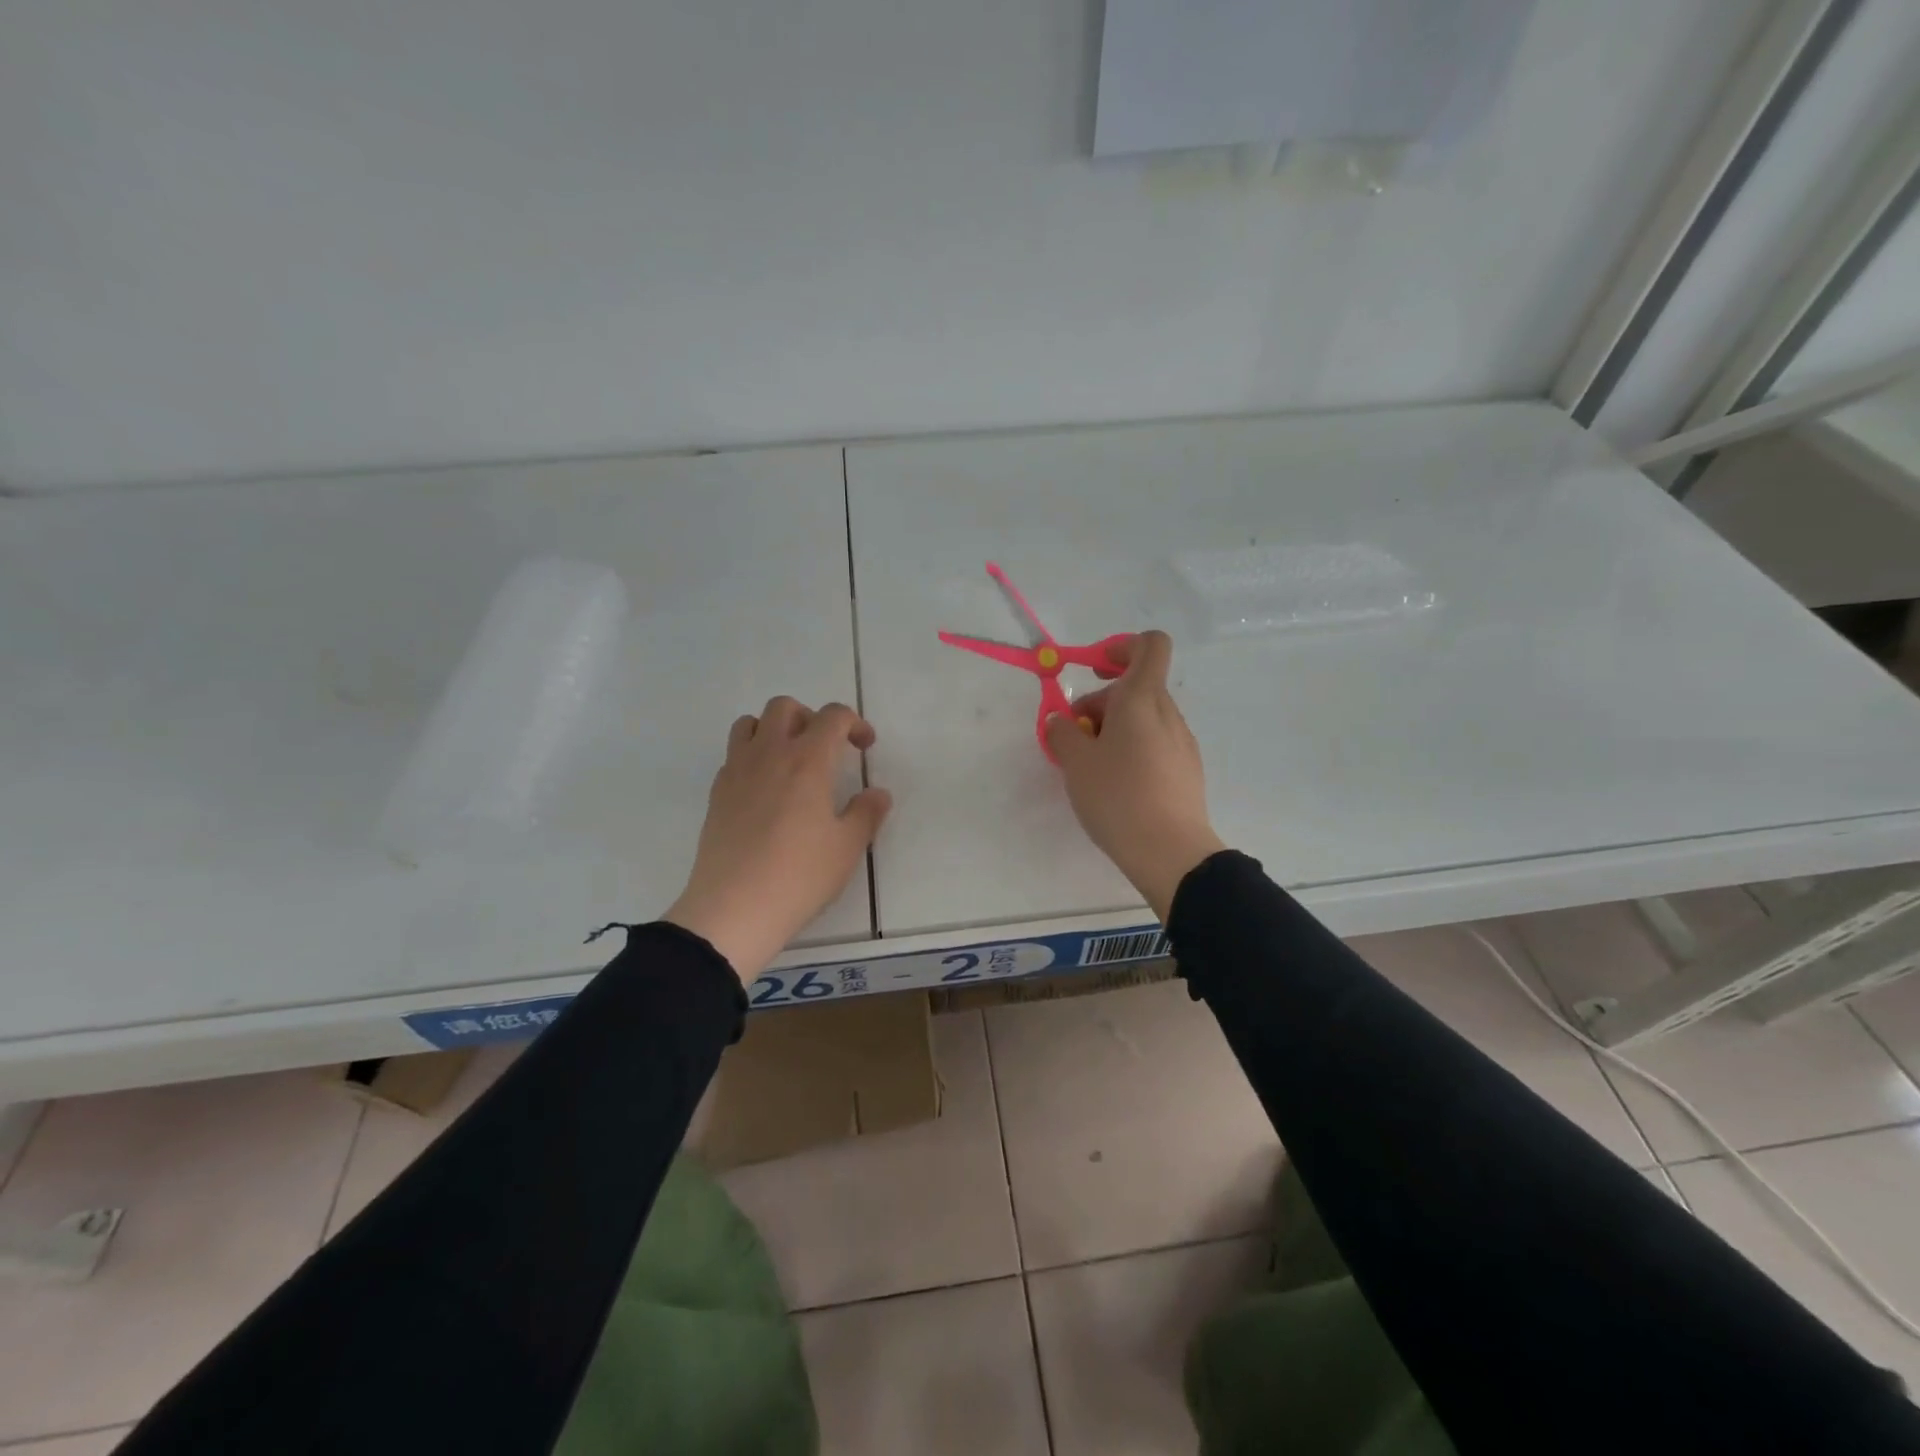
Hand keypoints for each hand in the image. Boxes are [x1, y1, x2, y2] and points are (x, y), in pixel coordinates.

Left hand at [665, 698, 891, 980]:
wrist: (733, 909)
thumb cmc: (800, 875)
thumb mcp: (847, 848)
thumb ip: (866, 813)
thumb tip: (878, 794)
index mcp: (807, 761)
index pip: (832, 717)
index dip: (854, 723)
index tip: (864, 747)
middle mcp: (769, 755)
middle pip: (785, 707)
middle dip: (811, 717)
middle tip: (827, 748)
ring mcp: (736, 772)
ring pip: (750, 724)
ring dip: (774, 730)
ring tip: (791, 762)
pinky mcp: (717, 795)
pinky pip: (734, 756)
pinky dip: (753, 758)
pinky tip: (766, 792)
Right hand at [1044, 632, 1223, 919]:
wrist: (1170, 852)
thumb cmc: (1118, 796)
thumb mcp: (1076, 762)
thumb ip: (1062, 732)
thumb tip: (1061, 721)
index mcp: (1142, 698)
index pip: (1148, 645)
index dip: (1120, 646)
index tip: (1093, 670)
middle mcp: (1167, 713)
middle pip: (1135, 686)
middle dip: (1100, 703)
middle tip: (1075, 738)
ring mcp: (1181, 742)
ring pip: (1143, 718)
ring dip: (1114, 729)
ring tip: (1091, 768)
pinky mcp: (1186, 769)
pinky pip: (1154, 743)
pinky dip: (1131, 750)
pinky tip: (1115, 786)